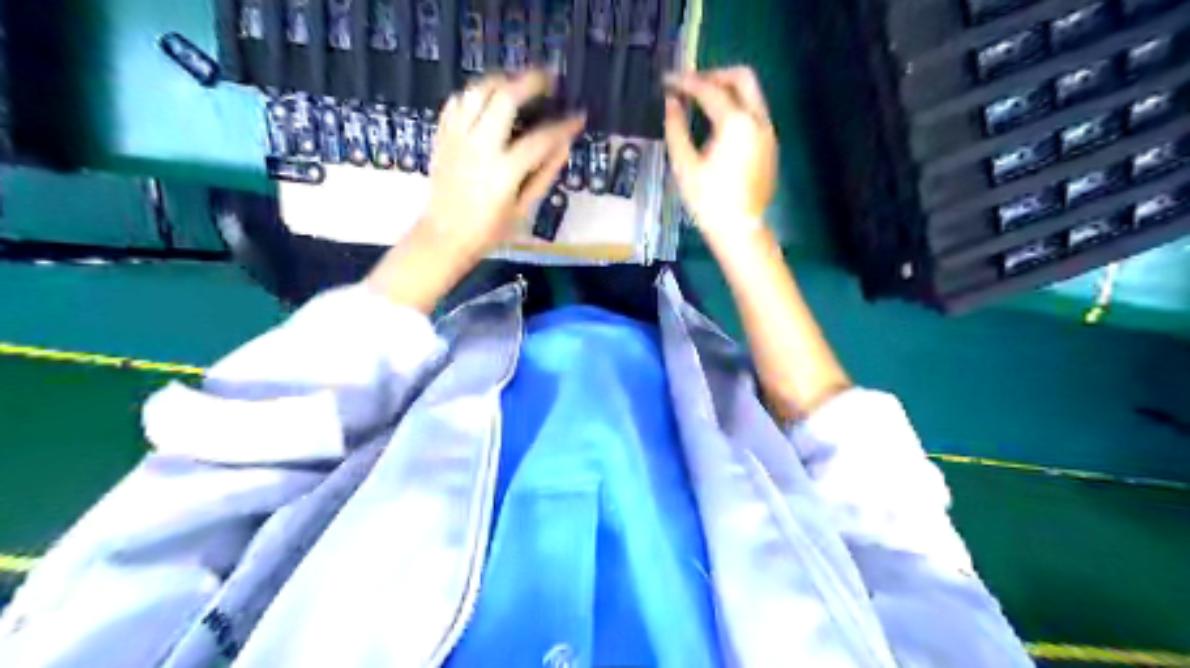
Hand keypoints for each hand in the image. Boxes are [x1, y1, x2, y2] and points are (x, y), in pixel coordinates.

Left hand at [424, 70, 583, 260]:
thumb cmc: (488, 230)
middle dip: (530, 82)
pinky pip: (456, 102)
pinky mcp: (443, 137)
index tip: (578, 116)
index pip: (541, 138)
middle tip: (547, 79)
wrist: (444, 236)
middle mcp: (480, 147)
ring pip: (477, 91)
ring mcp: (458, 139)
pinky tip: (486, 100)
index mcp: (504, 172)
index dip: (564, 125)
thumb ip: (544, 174)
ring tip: (516, 83)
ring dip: (500, 81)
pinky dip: (473, 94)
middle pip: (504, 98)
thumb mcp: (523, 209)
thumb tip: (564, 146)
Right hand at [666, 69, 778, 241]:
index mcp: (735, 123)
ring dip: (728, 90)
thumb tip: (671, 103)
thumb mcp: (684, 165)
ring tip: (702, 102)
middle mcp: (758, 120)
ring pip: (752, 95)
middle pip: (742, 78)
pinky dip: (737, 108)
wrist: (739, 229)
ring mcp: (768, 132)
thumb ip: (676, 128)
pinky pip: (755, 114)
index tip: (668, 81)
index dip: (686, 82)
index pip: (709, 90)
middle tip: (692, 84)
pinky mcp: (770, 146)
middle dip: (715, 75)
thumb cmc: (708, 200)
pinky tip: (718, 125)